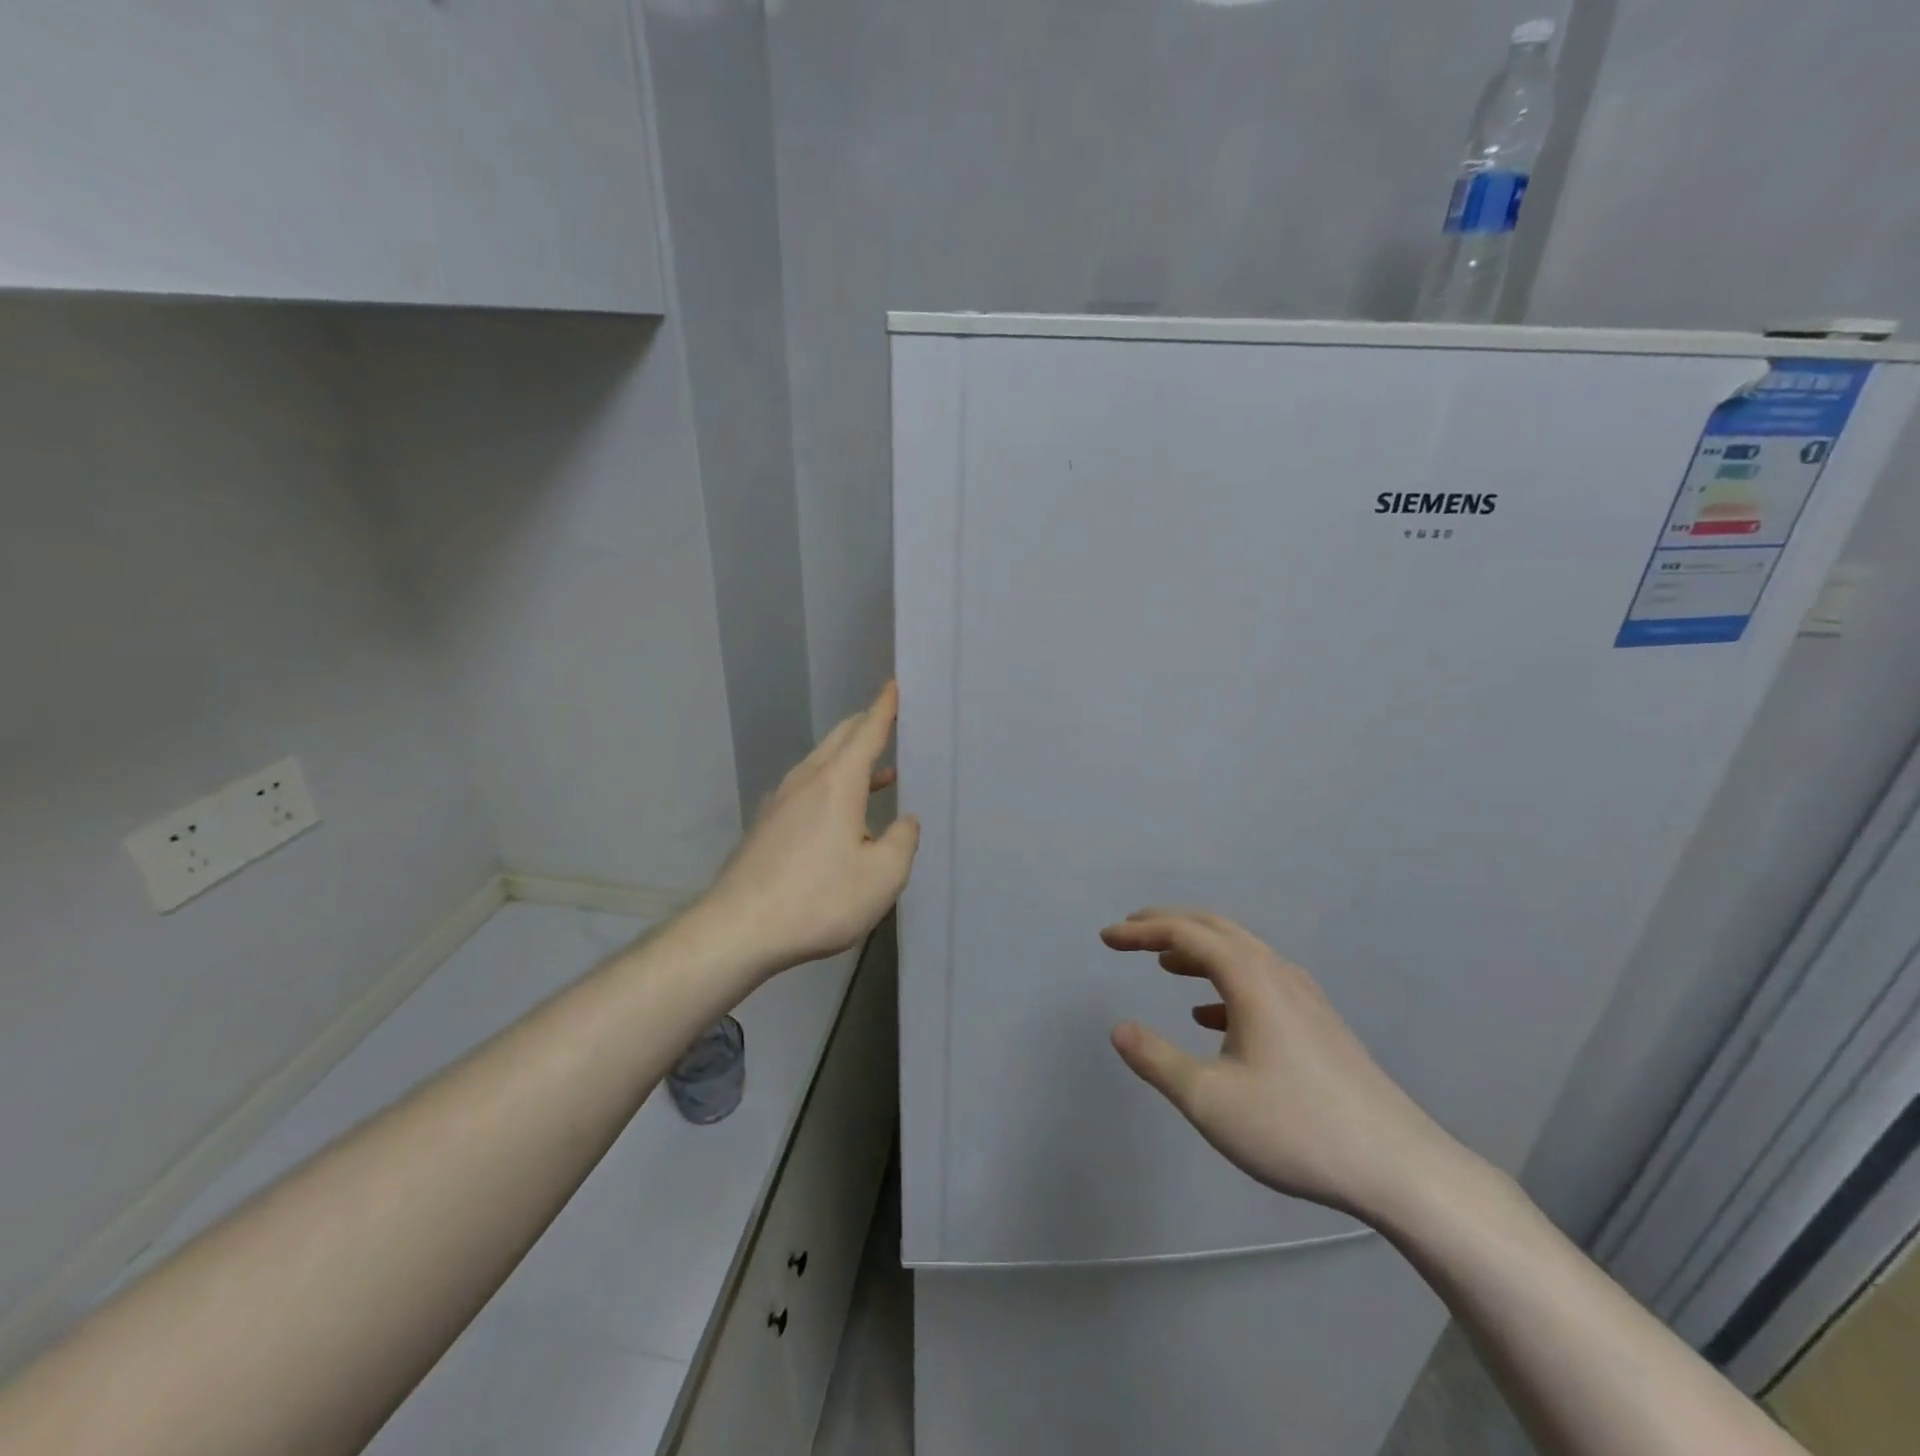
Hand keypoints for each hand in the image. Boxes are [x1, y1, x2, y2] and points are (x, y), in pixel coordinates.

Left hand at [696, 682, 919, 976]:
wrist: (738, 929)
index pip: (866, 732)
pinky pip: (807, 789)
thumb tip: (905, 822)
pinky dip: (831, 785)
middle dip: (865, 726)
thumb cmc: (819, 899)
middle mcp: (807, 781)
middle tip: (889, 722)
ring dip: (849, 760)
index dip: (884, 709)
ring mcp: (781, 802)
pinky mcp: (766, 826)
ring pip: (820, 764)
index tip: (894, 685)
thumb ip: (902, 842)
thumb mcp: (882, 877)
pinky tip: (841, 815)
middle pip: (839, 740)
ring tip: (879, 773)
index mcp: (838, 783)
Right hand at [1102, 908, 1460, 1221]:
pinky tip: (1210, 1017)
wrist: (1399, 1168)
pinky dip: (1224, 984)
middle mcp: (1278, 973)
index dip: (1140, 931)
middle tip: (1130, 932)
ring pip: (1241, 953)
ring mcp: (1304, 997)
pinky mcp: (1318, 1024)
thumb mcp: (1208, 1099)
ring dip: (1197, 951)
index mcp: (1251, 978)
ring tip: (1164, 964)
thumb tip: (1118, 1028)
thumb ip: (1156, 1059)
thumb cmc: (1296, 1127)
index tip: (1106, 936)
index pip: (1186, 933)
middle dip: (1168, 925)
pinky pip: (1260, 982)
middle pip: (1215, 929)